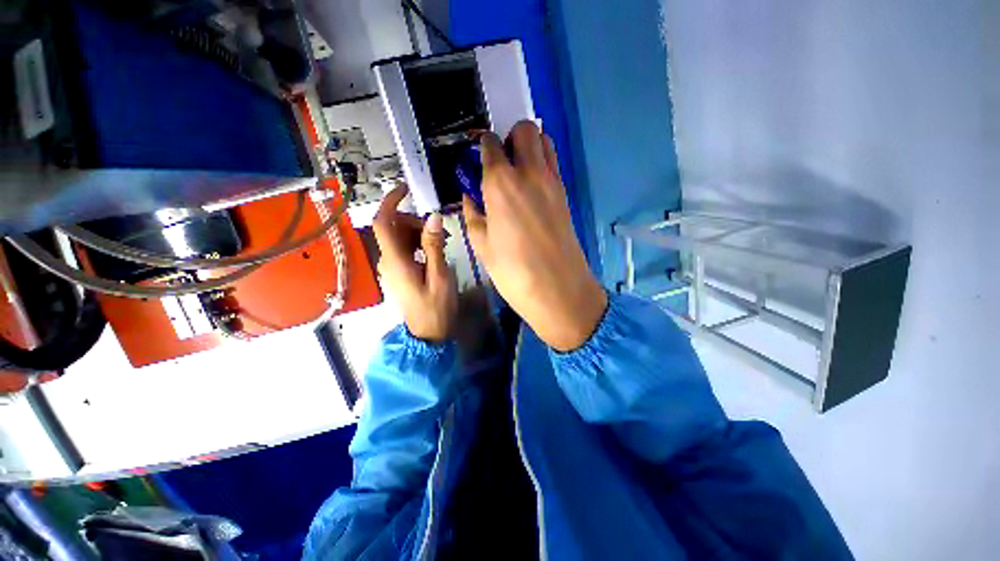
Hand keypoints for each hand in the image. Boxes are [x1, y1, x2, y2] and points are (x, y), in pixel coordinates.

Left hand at [374, 185, 456, 342]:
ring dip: (418, 233)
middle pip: (393, 228)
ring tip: (442, 243)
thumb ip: (434, 246)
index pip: (383, 223)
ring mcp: (391, 268)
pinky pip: (403, 249)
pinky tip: (433, 251)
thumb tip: (433, 217)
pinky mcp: (398, 273)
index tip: (404, 189)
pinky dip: (417, 244)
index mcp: (395, 261)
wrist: (428, 333)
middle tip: (440, 232)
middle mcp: (387, 261)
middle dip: (414, 222)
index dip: (390, 202)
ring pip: (398, 238)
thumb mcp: (439, 275)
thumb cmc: (436, 307)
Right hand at [463, 121, 606, 351]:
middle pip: (525, 130)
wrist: (559, 289)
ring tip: (517, 172)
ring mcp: (553, 182)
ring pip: (545, 142)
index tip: (478, 158)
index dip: (482, 147)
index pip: (491, 145)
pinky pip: (554, 164)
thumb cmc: (514, 271)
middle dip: (510, 137)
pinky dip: (542, 163)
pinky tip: (531, 188)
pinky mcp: (566, 194)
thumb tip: (470, 198)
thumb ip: (473, 215)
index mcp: (501, 184)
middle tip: (501, 162)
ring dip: (530, 146)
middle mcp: (529, 173)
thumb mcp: (482, 246)